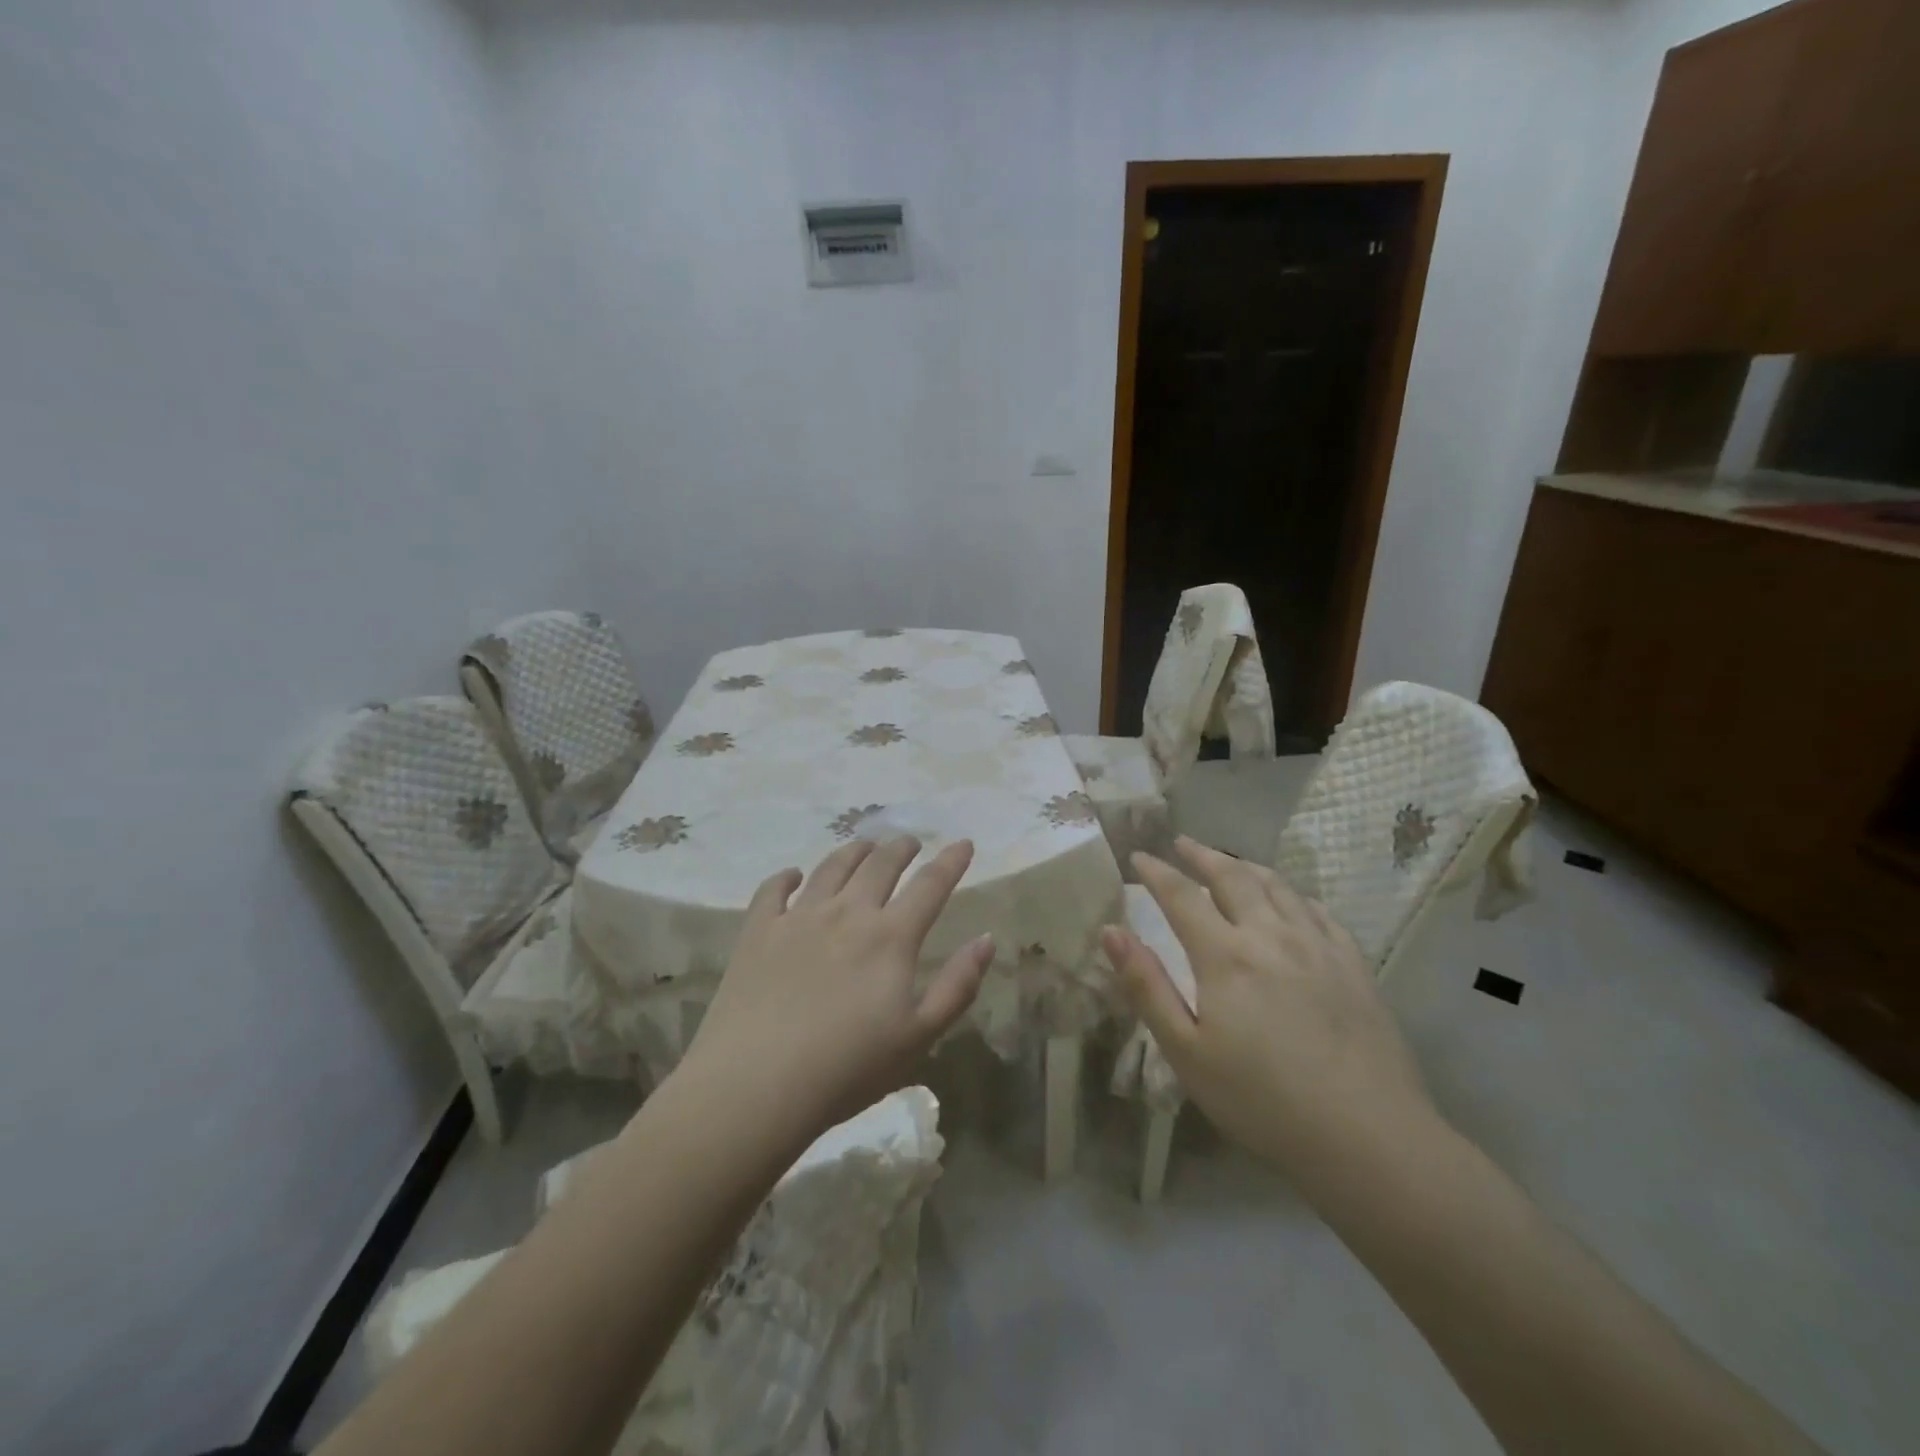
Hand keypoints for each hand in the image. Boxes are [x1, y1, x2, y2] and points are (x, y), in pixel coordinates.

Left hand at [680, 837, 994, 1133]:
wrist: (755, 1085)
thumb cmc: (847, 1069)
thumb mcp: (919, 1037)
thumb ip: (957, 985)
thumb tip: (986, 939)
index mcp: (891, 936)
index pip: (930, 885)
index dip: (951, 861)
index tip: (963, 842)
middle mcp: (847, 912)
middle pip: (880, 865)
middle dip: (900, 848)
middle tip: (909, 842)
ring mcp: (798, 917)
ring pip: (831, 867)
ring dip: (853, 851)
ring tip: (863, 846)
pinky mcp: (758, 930)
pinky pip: (773, 889)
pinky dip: (786, 876)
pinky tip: (792, 875)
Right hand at [1101, 837, 1436, 1176]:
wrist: (1368, 1137)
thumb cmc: (1262, 1101)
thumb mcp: (1187, 1052)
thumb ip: (1146, 987)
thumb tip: (1111, 932)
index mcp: (1225, 955)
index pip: (1182, 896)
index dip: (1157, 872)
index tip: (1138, 856)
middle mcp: (1271, 935)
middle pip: (1232, 877)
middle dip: (1202, 855)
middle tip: (1182, 843)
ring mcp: (1318, 946)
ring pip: (1277, 887)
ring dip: (1246, 866)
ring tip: (1229, 861)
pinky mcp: (1353, 964)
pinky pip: (1318, 910)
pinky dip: (1294, 894)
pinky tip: (1290, 900)